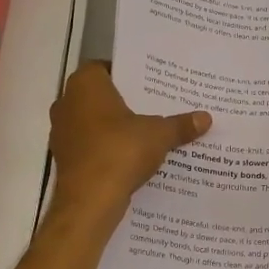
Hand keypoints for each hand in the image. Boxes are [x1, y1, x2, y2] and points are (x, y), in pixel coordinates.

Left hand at [48, 62, 209, 223]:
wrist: (89, 201)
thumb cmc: (120, 152)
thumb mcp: (159, 135)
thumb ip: (180, 124)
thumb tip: (206, 118)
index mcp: (85, 85)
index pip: (105, 67)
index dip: (128, 74)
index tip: (150, 84)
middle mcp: (67, 102)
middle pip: (100, 95)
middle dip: (125, 102)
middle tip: (155, 106)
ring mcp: (62, 132)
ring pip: (93, 122)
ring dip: (115, 127)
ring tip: (147, 132)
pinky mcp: (65, 158)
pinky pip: (90, 145)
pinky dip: (107, 148)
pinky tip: (131, 157)